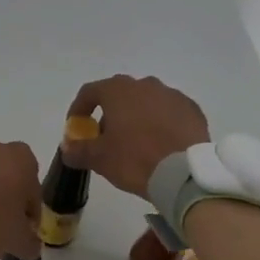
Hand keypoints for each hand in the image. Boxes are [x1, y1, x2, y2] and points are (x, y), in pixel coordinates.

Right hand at [63, 76, 209, 199]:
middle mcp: (146, 85)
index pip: (90, 92)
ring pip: (147, 102)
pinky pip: (169, 112)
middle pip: (120, 95)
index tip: (77, 127)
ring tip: (136, 142)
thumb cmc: (135, 160)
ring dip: (137, 116)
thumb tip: (67, 146)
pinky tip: (161, 143)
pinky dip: (161, 123)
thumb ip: (77, 150)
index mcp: (119, 91)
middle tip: (107, 138)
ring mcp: (172, 95)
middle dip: (110, 113)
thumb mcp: (99, 159)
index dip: (79, 108)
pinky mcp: (192, 110)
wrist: (184, 174)